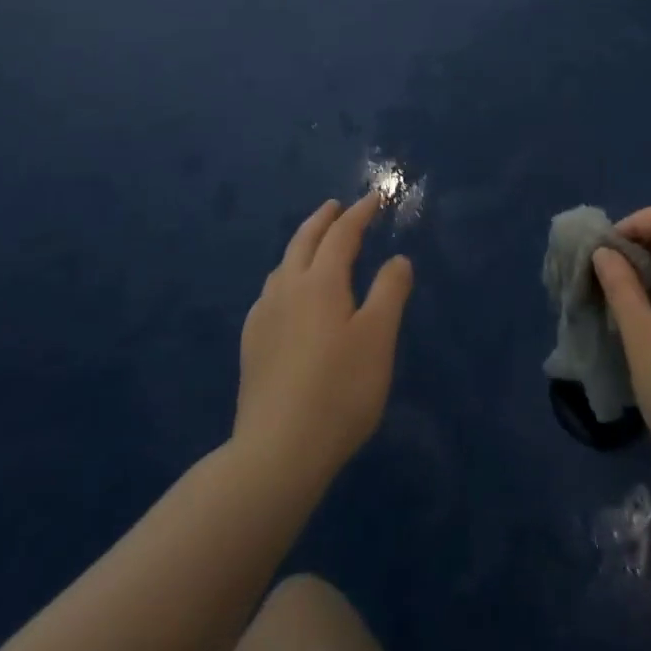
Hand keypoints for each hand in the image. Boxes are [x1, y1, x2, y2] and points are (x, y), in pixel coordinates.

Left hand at [234, 191, 414, 483]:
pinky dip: (287, 276)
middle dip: (323, 219)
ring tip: (315, 245)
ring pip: (283, 266)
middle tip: (337, 206)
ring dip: (302, 246)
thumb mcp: (378, 338)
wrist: (276, 453)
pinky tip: (288, 297)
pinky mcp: (252, 346)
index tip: (375, 197)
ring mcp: (264, 318)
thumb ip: (390, 292)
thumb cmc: (339, 390)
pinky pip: (271, 293)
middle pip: (303, 241)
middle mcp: (287, 290)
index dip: (360, 213)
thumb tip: (397, 259)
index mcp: (320, 282)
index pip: (342, 235)